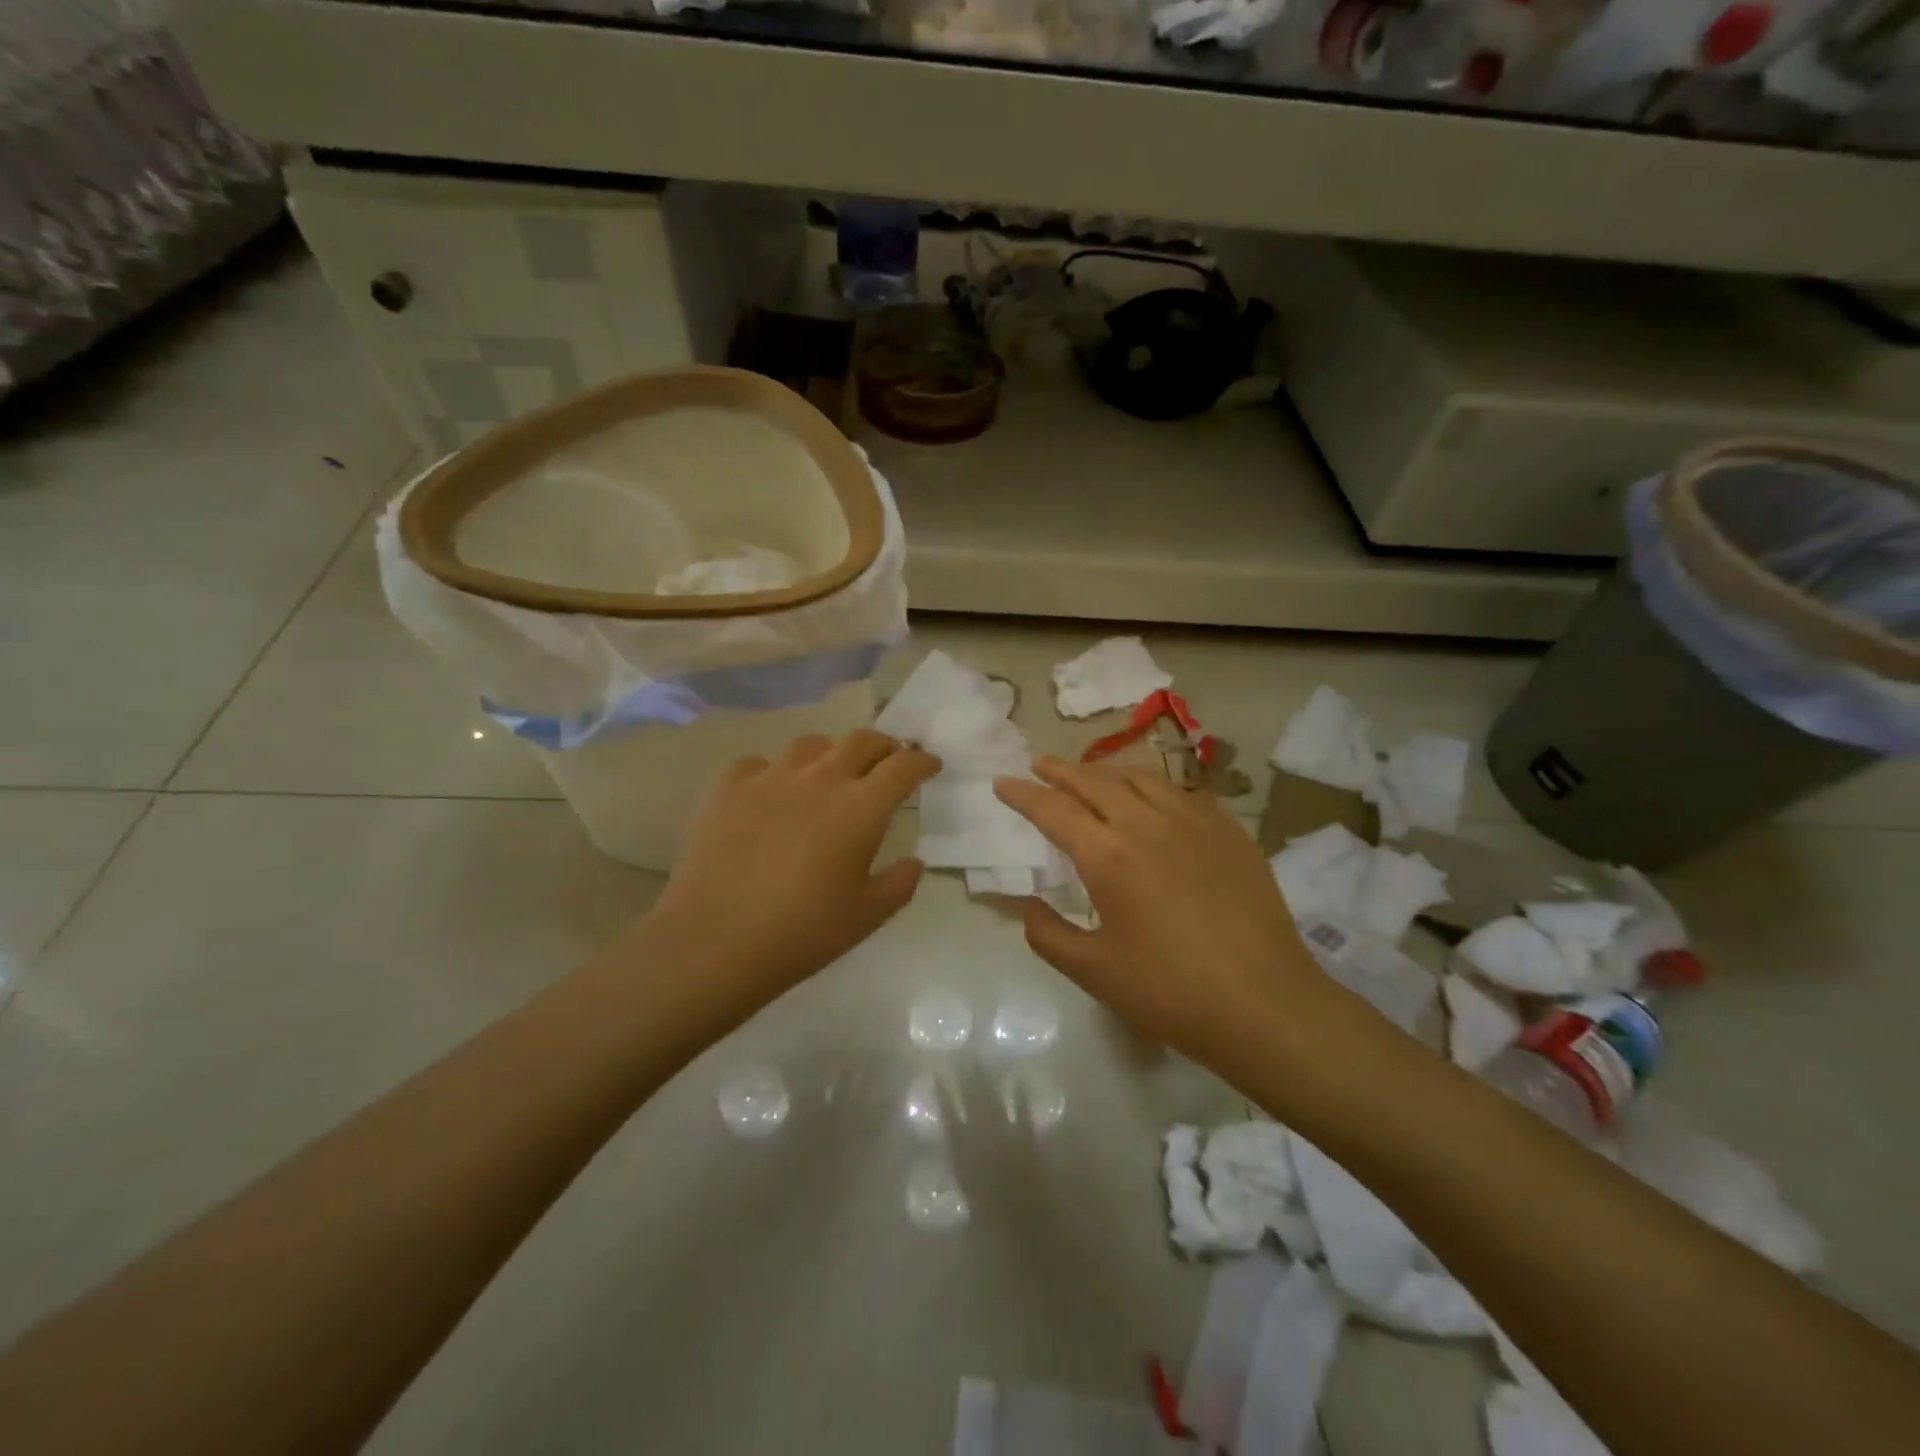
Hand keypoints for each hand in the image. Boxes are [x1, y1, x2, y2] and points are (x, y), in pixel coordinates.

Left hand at [644, 731, 939, 1013]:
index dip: (922, 761)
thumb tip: (913, 862)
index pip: (903, 766)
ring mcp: (771, 779)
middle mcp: (820, 780)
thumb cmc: (803, 933)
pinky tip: (771, 795)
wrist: (716, 942)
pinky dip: (775, 772)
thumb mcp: (867, 917)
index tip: (930, 765)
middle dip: (883, 747)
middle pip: (861, 741)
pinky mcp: (729, 789)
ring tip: (830, 774)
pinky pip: (759, 764)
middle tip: (888, 763)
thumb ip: (900, 883)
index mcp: (860, 808)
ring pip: (811, 745)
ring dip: (832, 754)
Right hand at [995, 757, 1345, 1062]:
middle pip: (1093, 781)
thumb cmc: (1170, 992)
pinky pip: (1180, 790)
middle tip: (1038, 765)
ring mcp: (1193, 821)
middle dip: (1060, 770)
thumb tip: (1026, 905)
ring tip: (1089, 774)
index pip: (1053, 809)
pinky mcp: (1228, 830)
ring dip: (1105, 771)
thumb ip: (1048, 934)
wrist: (1265, 1003)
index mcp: (1107, 855)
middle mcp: (1146, 823)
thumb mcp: (1093, 972)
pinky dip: (1151, 784)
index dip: (1022, 794)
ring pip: (1139, 777)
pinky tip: (1151, 796)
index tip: (1002, 782)